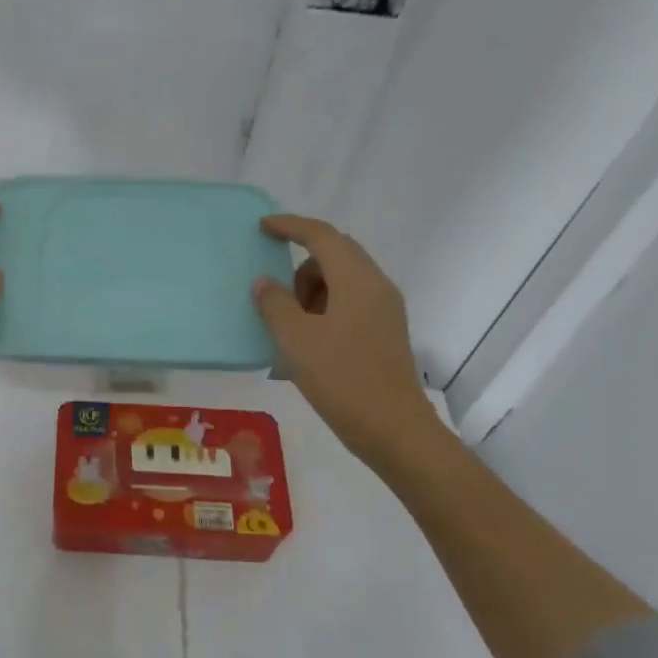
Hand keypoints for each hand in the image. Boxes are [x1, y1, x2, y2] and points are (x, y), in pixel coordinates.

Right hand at [253, 214, 440, 464]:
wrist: (394, 430)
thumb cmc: (342, 380)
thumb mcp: (296, 341)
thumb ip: (274, 305)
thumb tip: (265, 282)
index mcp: (357, 281)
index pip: (322, 236)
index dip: (291, 226)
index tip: (263, 227)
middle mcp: (377, 286)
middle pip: (336, 255)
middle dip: (301, 265)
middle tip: (275, 292)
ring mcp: (385, 310)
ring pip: (342, 280)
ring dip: (312, 290)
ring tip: (291, 326)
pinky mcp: (385, 332)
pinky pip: (350, 302)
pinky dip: (325, 308)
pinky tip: (309, 340)